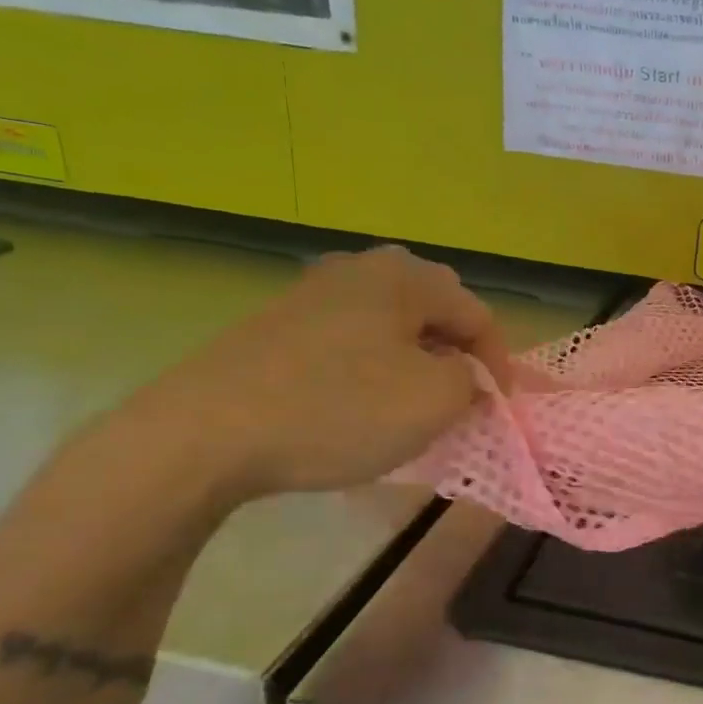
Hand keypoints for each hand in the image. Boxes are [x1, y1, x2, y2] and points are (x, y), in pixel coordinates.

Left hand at [129, 247, 510, 500]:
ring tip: (415, 405)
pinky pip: (349, 341)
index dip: (498, 363)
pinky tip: (360, 405)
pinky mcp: (277, 326)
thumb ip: (471, 381)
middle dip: (456, 356)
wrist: (204, 434)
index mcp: (404, 276)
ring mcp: (312, 294)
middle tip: (461, 399)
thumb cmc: (339, 409)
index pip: (476, 314)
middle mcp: (359, 270)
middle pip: (433, 310)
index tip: (498, 408)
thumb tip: (465, 376)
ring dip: (415, 362)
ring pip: (390, 326)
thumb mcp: (434, 400)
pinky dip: (371, 369)